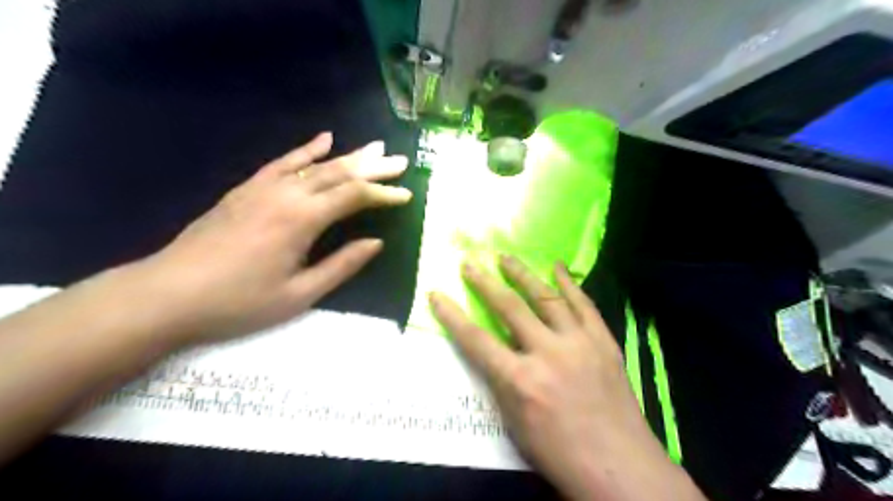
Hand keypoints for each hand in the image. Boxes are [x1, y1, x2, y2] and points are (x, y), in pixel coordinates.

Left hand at [136, 131, 410, 345]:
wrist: (168, 295)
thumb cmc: (239, 302)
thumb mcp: (299, 295)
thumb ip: (341, 266)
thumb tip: (376, 243)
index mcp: (301, 220)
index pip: (354, 196)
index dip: (383, 194)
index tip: (406, 195)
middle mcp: (286, 194)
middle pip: (338, 172)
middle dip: (373, 167)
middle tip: (400, 161)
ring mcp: (263, 187)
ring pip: (315, 164)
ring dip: (348, 155)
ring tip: (374, 148)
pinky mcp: (246, 189)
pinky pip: (283, 162)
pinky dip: (306, 149)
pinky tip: (323, 139)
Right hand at [429, 257, 708, 500]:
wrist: (620, 468)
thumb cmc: (560, 455)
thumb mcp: (515, 425)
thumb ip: (502, 383)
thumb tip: (494, 354)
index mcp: (521, 381)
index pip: (476, 340)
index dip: (452, 315)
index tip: (436, 293)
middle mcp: (548, 354)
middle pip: (510, 308)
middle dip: (485, 283)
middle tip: (470, 263)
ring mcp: (579, 344)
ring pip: (546, 298)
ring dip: (523, 274)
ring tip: (506, 257)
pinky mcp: (603, 342)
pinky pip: (584, 305)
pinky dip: (569, 284)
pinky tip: (557, 267)